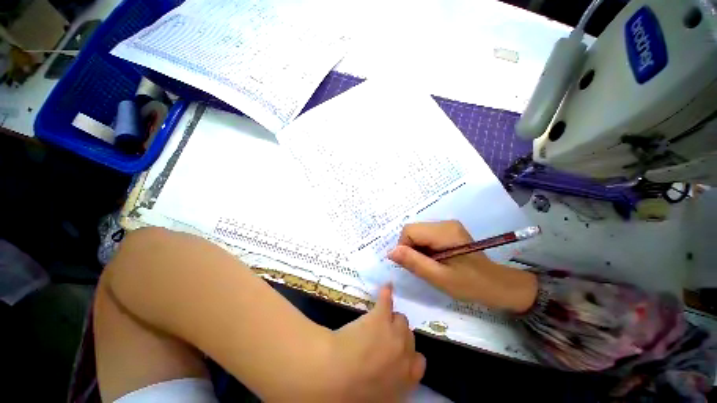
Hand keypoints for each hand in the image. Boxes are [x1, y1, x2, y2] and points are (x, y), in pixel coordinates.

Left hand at [327, 285, 424, 402]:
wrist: (335, 377)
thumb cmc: (351, 395)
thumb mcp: (378, 398)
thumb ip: (389, 387)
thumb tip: (387, 377)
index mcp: (405, 379)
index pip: (419, 362)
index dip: (409, 354)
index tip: (400, 352)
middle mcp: (404, 354)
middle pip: (410, 337)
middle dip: (400, 335)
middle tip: (386, 334)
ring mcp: (393, 332)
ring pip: (401, 319)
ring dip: (393, 318)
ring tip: (384, 316)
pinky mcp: (380, 317)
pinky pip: (387, 300)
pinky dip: (387, 293)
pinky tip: (387, 286)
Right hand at [388, 220, 537, 312]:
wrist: (497, 285)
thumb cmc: (470, 284)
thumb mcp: (439, 278)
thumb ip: (414, 262)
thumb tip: (390, 252)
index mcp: (444, 232)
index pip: (409, 231)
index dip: (404, 247)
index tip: (413, 265)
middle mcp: (445, 223)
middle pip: (413, 230)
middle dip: (411, 248)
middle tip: (423, 266)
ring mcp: (447, 225)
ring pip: (418, 232)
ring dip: (417, 248)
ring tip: (430, 264)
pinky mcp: (449, 230)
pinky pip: (426, 235)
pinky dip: (424, 247)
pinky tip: (435, 259)